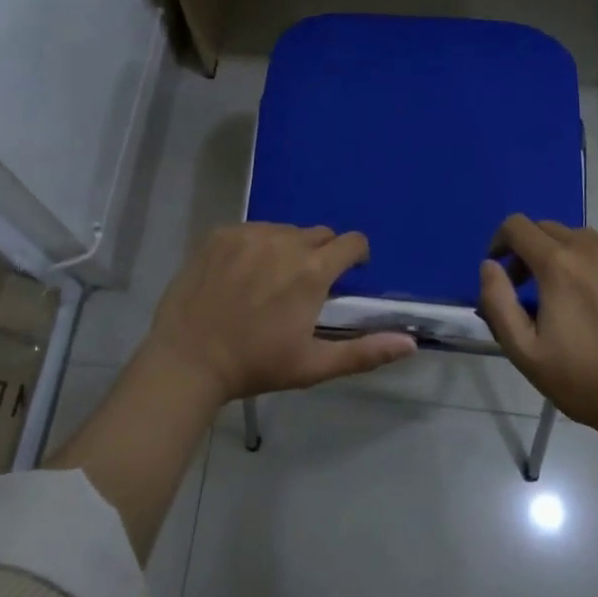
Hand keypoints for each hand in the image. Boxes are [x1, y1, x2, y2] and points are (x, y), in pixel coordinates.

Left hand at [146, 223, 416, 401]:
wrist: (187, 360)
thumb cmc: (255, 365)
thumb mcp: (313, 365)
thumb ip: (365, 352)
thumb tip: (411, 343)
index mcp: (312, 271)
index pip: (352, 242)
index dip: (356, 257)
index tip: (348, 276)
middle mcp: (284, 242)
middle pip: (319, 234)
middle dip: (322, 254)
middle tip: (306, 286)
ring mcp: (249, 234)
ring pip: (285, 231)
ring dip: (288, 248)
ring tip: (271, 280)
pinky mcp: (221, 234)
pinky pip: (252, 231)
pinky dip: (256, 246)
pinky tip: (241, 275)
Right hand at [476, 215, 597, 438]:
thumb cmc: (583, 381)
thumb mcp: (524, 351)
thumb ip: (497, 301)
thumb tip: (490, 265)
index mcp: (558, 264)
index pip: (517, 226)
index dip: (500, 241)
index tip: (502, 270)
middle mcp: (594, 248)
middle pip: (550, 229)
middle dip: (531, 250)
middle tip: (531, 289)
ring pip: (585, 239)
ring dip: (567, 256)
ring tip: (571, 296)